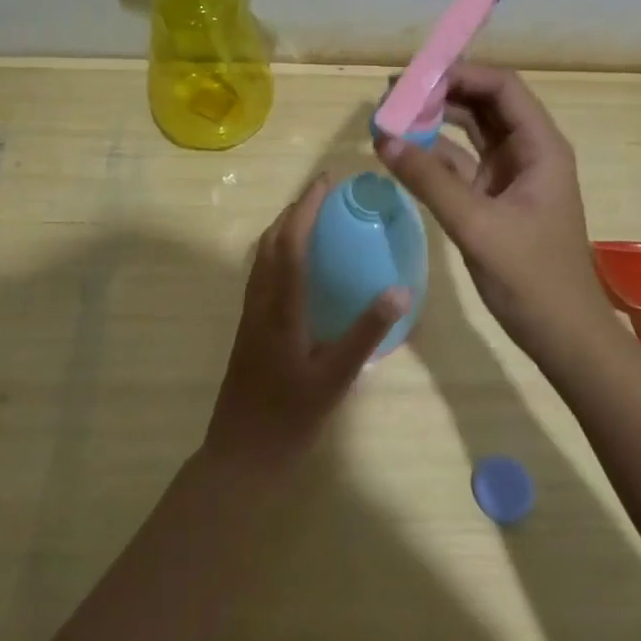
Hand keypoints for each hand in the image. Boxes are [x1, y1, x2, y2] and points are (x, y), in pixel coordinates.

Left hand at [203, 175, 409, 475]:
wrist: (240, 457)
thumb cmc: (289, 419)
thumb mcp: (335, 379)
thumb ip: (366, 333)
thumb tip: (400, 290)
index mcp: (280, 309)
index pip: (291, 244)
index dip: (307, 209)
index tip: (326, 182)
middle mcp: (259, 303)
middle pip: (270, 243)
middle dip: (294, 210)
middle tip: (323, 193)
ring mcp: (249, 316)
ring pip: (261, 258)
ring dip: (282, 229)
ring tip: (309, 217)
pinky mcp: (247, 330)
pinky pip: (260, 275)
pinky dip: (277, 252)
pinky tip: (295, 265)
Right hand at [377, 64, 611, 362]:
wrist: (562, 335)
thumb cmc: (531, 277)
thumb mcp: (477, 225)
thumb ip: (430, 180)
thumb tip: (383, 139)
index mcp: (540, 146)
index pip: (502, 88)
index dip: (461, 73)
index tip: (416, 76)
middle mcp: (527, 151)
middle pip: (484, 104)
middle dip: (441, 93)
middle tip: (393, 92)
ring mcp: (510, 175)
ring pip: (470, 132)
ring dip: (434, 121)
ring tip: (390, 114)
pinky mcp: (493, 198)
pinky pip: (460, 164)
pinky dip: (433, 156)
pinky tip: (402, 153)